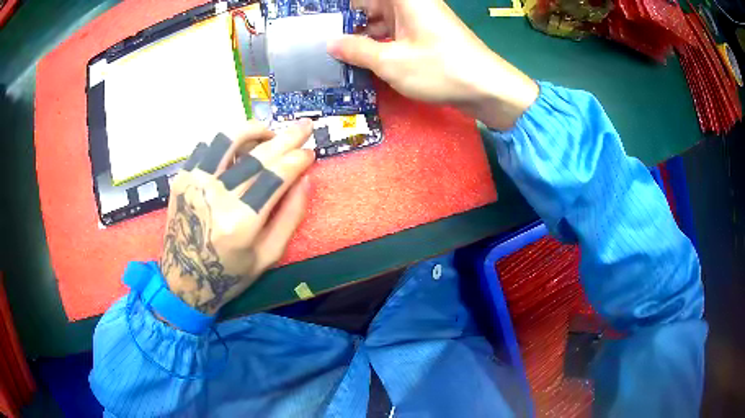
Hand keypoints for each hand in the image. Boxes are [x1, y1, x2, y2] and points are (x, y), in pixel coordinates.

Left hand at [159, 121, 314, 314]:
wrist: (184, 279)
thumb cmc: (229, 274)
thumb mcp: (269, 256)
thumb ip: (290, 217)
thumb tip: (306, 179)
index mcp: (241, 222)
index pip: (276, 176)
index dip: (297, 160)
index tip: (310, 152)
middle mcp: (216, 196)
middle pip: (258, 155)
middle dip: (287, 137)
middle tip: (304, 126)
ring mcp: (194, 183)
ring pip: (228, 138)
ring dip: (254, 130)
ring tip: (268, 134)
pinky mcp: (182, 178)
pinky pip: (206, 145)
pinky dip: (226, 140)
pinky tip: (238, 149)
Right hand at [328, 0, 538, 130]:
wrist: (488, 89)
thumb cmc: (441, 69)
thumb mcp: (391, 62)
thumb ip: (357, 50)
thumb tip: (331, 43)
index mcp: (404, 0)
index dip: (342, 8)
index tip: (320, 19)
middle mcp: (411, 4)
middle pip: (370, 5)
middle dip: (347, 22)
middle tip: (321, 40)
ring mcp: (418, 19)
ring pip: (380, 20)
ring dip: (360, 35)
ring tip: (335, 53)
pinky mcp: (424, 35)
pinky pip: (393, 32)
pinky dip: (378, 43)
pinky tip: (360, 59)